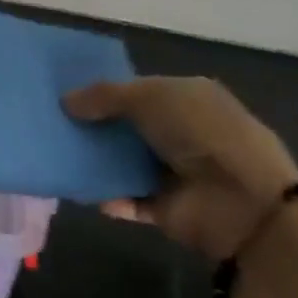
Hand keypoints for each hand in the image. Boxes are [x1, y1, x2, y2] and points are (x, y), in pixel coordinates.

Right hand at [64, 76, 297, 262]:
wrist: (244, 201)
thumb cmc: (201, 133)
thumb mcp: (150, 97)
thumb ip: (105, 96)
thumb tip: (66, 100)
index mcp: (188, 97)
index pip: (140, 89)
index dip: (106, 91)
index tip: (66, 93)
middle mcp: (183, 132)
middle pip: (129, 126)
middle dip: (95, 126)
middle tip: (53, 124)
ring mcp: (176, 171)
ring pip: (125, 162)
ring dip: (97, 161)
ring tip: (57, 155)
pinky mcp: (167, 208)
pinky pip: (128, 200)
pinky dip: (107, 197)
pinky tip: (80, 189)